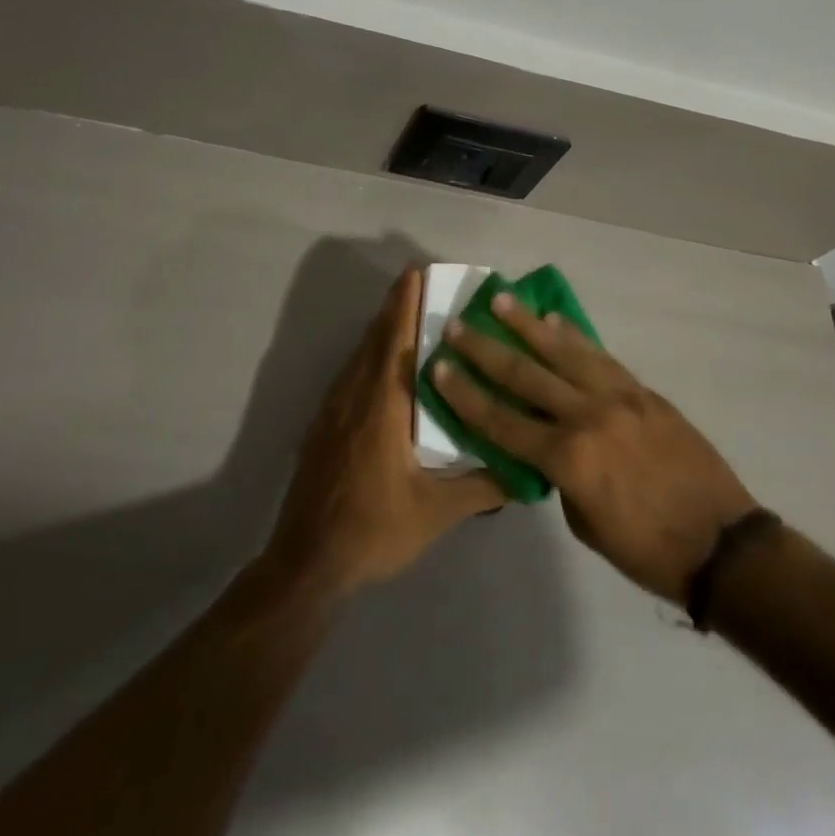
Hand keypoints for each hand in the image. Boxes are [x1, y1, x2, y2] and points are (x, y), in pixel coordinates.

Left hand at [264, 267, 507, 600]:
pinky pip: (350, 375)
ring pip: (359, 356)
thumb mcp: (436, 513)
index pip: (394, 341)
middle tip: (419, 282)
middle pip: (374, 339)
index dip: (404, 304)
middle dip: (395, 306)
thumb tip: (527, 471)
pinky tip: (383, 367)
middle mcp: (354, 397)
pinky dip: (368, 355)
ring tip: (407, 314)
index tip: (416, 272)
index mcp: (381, 408)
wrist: (307, 563)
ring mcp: (333, 410)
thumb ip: (483, 488)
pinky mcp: (323, 426)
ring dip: (381, 329)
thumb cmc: (373, 531)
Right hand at [435, 297, 759, 603]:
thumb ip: (559, 477)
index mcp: (568, 459)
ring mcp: (619, 397)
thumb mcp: (585, 524)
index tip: (439, 366)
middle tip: (457, 325)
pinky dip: (575, 337)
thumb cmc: (647, 549)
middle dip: (486, 350)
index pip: (503, 420)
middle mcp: (588, 417)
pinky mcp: (643, 391)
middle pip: (526, 375)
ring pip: (564, 352)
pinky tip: (555, 320)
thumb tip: (544, 446)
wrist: (722, 543)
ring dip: (528, 325)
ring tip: (501, 299)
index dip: (466, 395)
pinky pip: (601, 356)